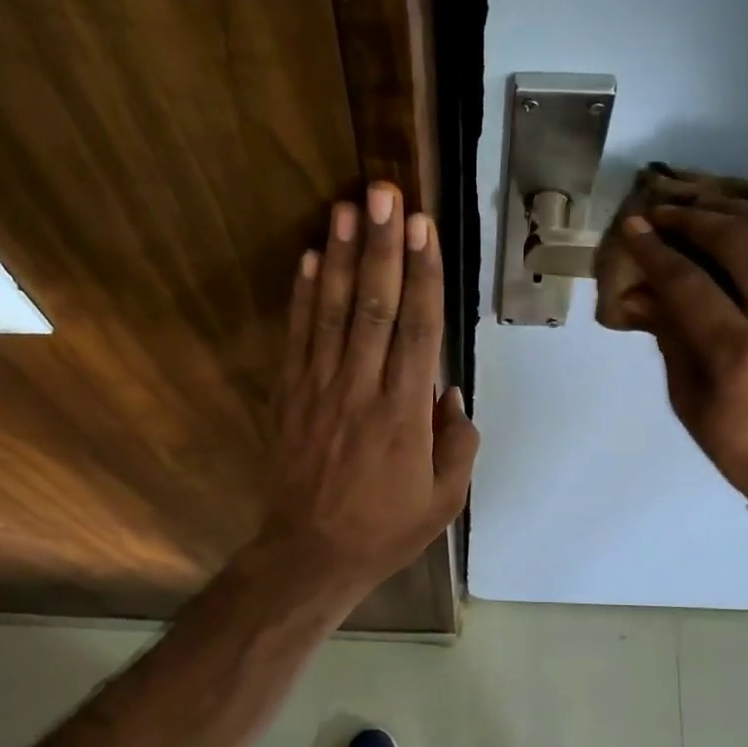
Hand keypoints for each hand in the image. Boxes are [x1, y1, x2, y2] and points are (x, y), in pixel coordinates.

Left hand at [256, 182, 478, 594]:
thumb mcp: (444, 499)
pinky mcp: (289, 397)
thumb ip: (458, 443)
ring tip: (347, 207)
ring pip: (331, 312)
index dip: (423, 275)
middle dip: (382, 246)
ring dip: (339, 256)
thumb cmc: (385, 529)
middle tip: (386, 192)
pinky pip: (297, 337)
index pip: (418, 329)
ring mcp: (319, 390)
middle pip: (374, 306)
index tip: (424, 228)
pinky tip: (306, 258)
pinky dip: (301, 296)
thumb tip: (450, 392)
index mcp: (405, 413)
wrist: (312, 554)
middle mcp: (361, 390)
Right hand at [620, 202, 747, 505]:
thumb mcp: (687, 398)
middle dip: (693, 217)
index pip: (688, 281)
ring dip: (738, 208)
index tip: (633, 226)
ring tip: (707, 207)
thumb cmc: (739, 445)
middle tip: (664, 212)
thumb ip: (669, 336)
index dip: (655, 250)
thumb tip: (642, 291)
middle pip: (738, 238)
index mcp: (739, 351)